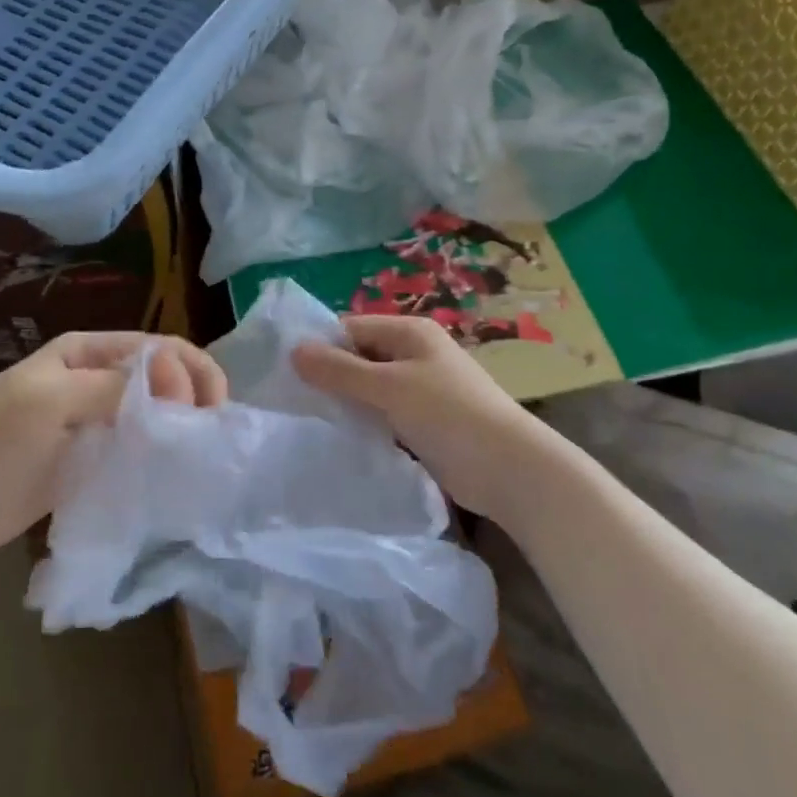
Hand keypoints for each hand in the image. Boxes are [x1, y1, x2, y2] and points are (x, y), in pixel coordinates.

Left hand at [0, 332, 227, 561]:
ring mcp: (96, 419)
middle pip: (162, 378)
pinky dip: (161, 453)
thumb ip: (112, 387)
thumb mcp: (49, 400)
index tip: (208, 410)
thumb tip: (176, 381)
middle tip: (208, 433)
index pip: (157, 348)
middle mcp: (97, 378)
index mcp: (87, 351)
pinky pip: (138, 446)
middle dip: (192, 396)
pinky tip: (177, 470)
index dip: (189, 370)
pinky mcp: (94, 457)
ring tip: (201, 452)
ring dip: (181, 426)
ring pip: (155, 412)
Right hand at [292, 315, 550, 528]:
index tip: (287, 372)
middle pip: (360, 356)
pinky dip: (365, 422)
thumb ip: (340, 370)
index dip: (321, 345)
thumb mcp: (388, 387)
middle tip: (293, 400)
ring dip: (346, 402)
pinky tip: (341, 438)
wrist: (509, 469)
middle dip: (330, 375)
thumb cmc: (448, 414)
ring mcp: (421, 389)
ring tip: (310, 420)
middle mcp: (415, 354)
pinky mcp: (425, 422)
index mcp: (410, 332)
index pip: (351, 327)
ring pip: (370, 388)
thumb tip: (293, 350)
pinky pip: (384, 413)